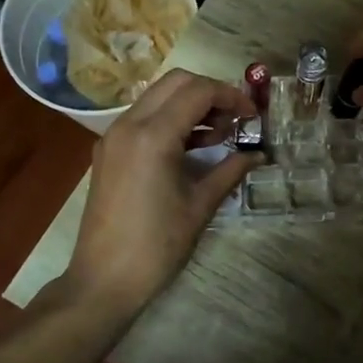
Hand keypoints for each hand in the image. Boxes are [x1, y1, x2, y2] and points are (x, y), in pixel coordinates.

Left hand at [63, 70, 256, 318]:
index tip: (253, 116)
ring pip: (158, 96)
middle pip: (176, 82)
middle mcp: (129, 124)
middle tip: (236, 119)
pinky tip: (194, 146)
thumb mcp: (200, 206)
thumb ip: (230, 171)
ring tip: (221, 134)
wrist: (103, 280)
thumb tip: (258, 154)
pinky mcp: (109, 150)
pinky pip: (144, 117)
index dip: (231, 96)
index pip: (198, 92)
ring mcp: (114, 136)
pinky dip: (171, 119)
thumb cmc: (156, 246)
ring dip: (191, 104)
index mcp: (152, 136)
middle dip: (211, 92)